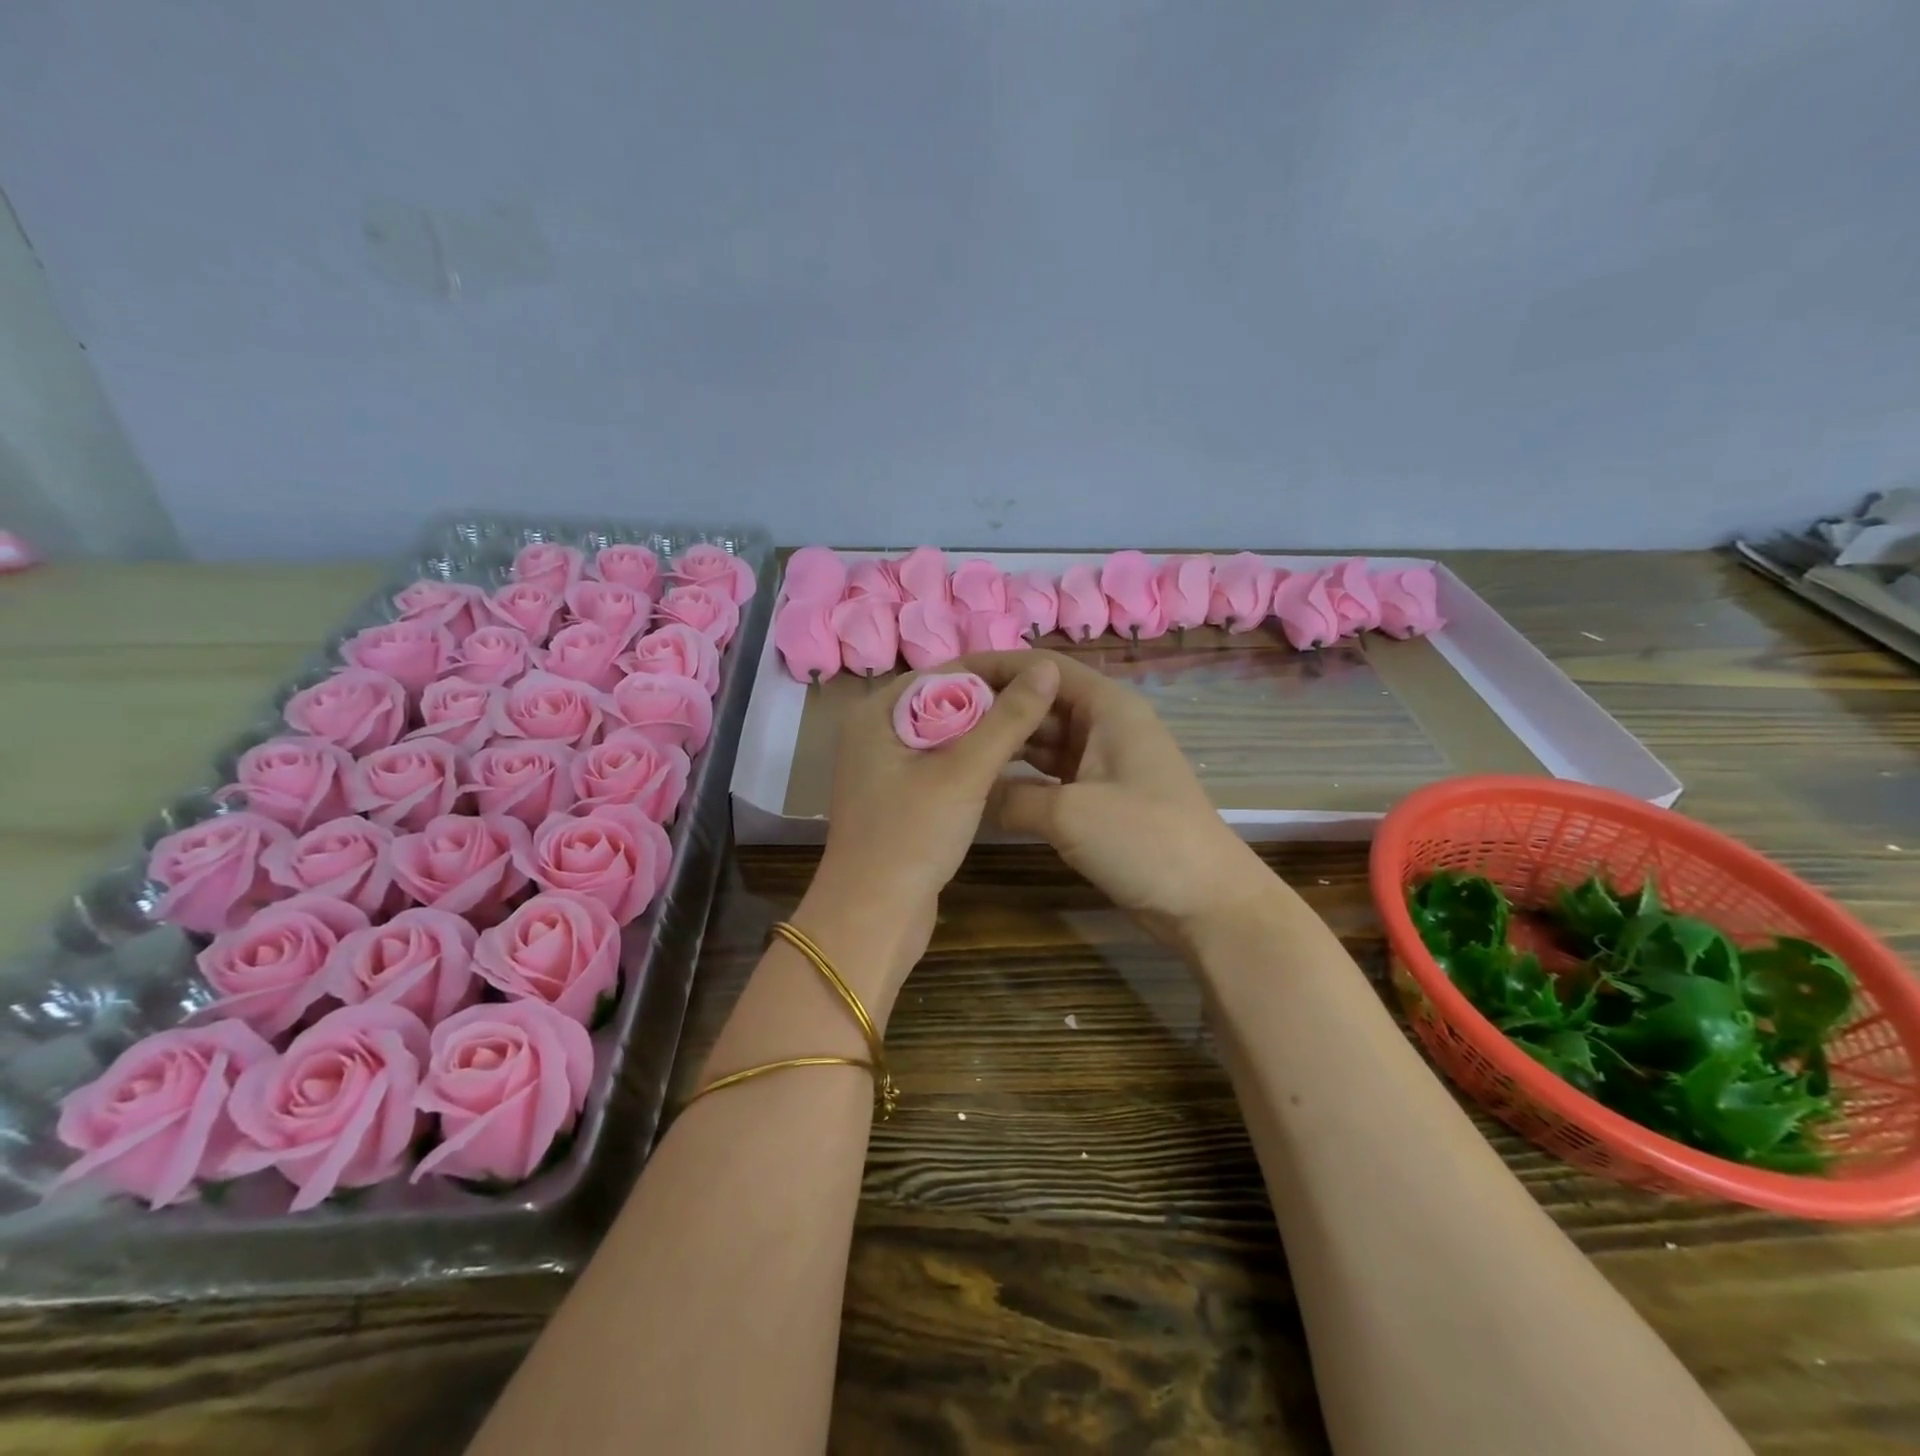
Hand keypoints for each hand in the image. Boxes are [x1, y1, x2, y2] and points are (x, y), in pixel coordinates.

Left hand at [809, 656, 1062, 972]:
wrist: (873, 918)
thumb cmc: (911, 836)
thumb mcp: (963, 772)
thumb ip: (1007, 719)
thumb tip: (1048, 668)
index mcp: (878, 712)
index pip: (945, 671)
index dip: (997, 669)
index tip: (1046, 674)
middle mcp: (878, 731)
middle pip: (948, 700)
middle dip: (999, 701)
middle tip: (1053, 703)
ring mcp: (888, 767)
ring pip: (950, 734)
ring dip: (992, 732)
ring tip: (1045, 730)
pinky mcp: (903, 797)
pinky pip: (946, 764)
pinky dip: (977, 761)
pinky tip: (1016, 764)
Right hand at [968, 650, 1276, 947]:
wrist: (1205, 901)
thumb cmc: (1143, 840)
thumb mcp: (1068, 813)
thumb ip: (1010, 796)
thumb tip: (971, 793)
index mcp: (1107, 707)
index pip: (1043, 667)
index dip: (995, 666)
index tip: (946, 679)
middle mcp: (1105, 724)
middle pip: (1041, 702)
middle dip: (994, 708)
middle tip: (936, 722)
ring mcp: (1103, 762)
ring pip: (1044, 740)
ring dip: (1005, 743)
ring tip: (953, 748)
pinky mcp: (1100, 796)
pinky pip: (1051, 774)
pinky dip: (1021, 777)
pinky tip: (986, 784)